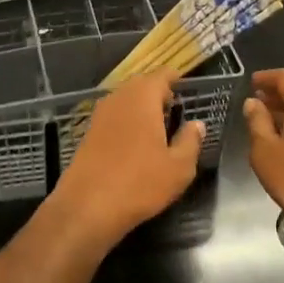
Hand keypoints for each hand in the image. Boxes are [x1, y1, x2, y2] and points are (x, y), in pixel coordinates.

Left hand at [43, 73, 203, 251]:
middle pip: (140, 85)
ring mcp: (99, 115)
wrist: (87, 207)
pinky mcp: (87, 133)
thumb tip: (196, 124)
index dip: (175, 79)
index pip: (161, 75)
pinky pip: (113, 116)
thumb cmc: (140, 183)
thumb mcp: (178, 167)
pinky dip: (126, 121)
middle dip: (157, 92)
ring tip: (157, 125)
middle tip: (174, 108)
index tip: (186, 87)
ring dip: (140, 107)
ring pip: (124, 100)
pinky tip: (134, 142)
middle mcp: (118, 98)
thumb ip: (190, 141)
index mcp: (142, 98)